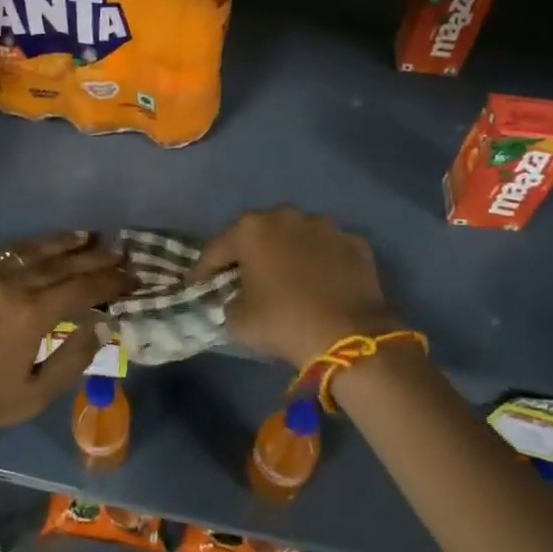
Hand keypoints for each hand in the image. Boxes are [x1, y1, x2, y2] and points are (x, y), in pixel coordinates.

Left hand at [0, 231, 130, 438]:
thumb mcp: (36, 394)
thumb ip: (73, 358)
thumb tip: (103, 324)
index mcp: (33, 315)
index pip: (82, 288)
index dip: (110, 281)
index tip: (132, 276)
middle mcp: (13, 285)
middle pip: (63, 264)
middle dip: (95, 257)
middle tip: (120, 251)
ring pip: (34, 251)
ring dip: (64, 242)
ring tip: (89, 236)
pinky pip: (4, 251)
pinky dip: (28, 245)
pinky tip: (41, 242)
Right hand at [194, 207, 401, 368]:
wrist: (349, 335)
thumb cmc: (282, 322)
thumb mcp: (238, 320)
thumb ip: (229, 301)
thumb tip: (237, 297)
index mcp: (251, 229)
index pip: (217, 248)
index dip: (204, 269)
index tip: (197, 286)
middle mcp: (286, 216)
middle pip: (259, 234)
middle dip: (250, 252)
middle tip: (244, 277)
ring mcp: (325, 226)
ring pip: (297, 237)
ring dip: (289, 253)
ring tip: (289, 279)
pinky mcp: (355, 242)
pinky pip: (329, 251)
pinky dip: (323, 263)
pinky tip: (323, 284)